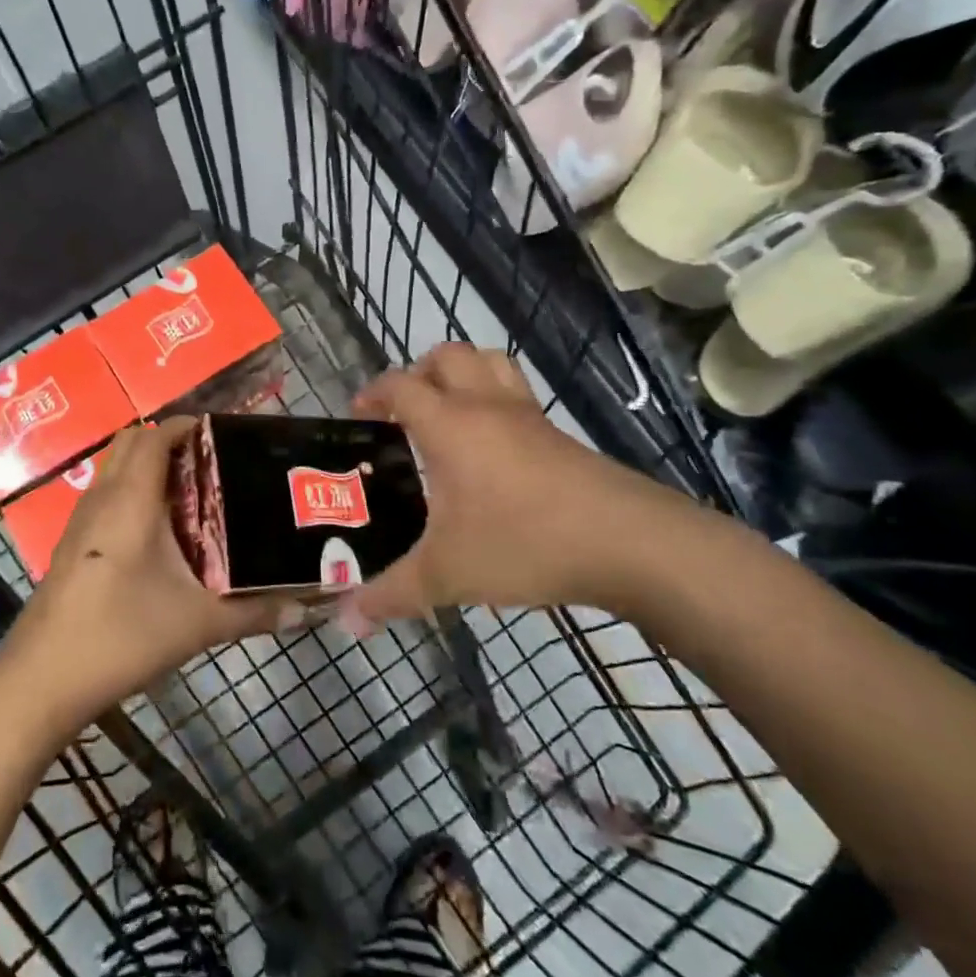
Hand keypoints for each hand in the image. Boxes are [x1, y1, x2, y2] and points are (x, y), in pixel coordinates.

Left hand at [0, 421, 290, 724]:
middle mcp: (102, 497)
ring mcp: (80, 521)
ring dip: (148, 468)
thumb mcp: (198, 623)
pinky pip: (105, 498)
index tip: (223, 436)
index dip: (187, 426)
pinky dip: (131, 495)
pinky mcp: (70, 546)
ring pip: (114, 471)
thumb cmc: (123, 634)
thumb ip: (255, 613)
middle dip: (169, 442)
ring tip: (193, 496)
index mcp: (131, 498)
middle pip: (132, 443)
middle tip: (212, 465)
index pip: (156, 435)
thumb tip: (306, 609)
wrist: (43, 679)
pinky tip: (157, 537)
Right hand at [348, 344, 690, 623]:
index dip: (374, 393)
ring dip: (463, 374)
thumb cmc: (523, 543)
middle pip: (448, 356)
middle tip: (405, 411)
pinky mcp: (560, 436)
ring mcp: (529, 417)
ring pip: (491, 363)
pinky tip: (493, 451)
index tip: (359, 415)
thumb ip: (392, 594)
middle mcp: (486, 407)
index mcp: (449, 425)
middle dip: (419, 372)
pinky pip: (519, 396)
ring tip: (447, 413)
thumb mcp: (447, 574)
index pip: (400, 386)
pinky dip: (496, 402)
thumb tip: (348, 620)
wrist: (627, 543)